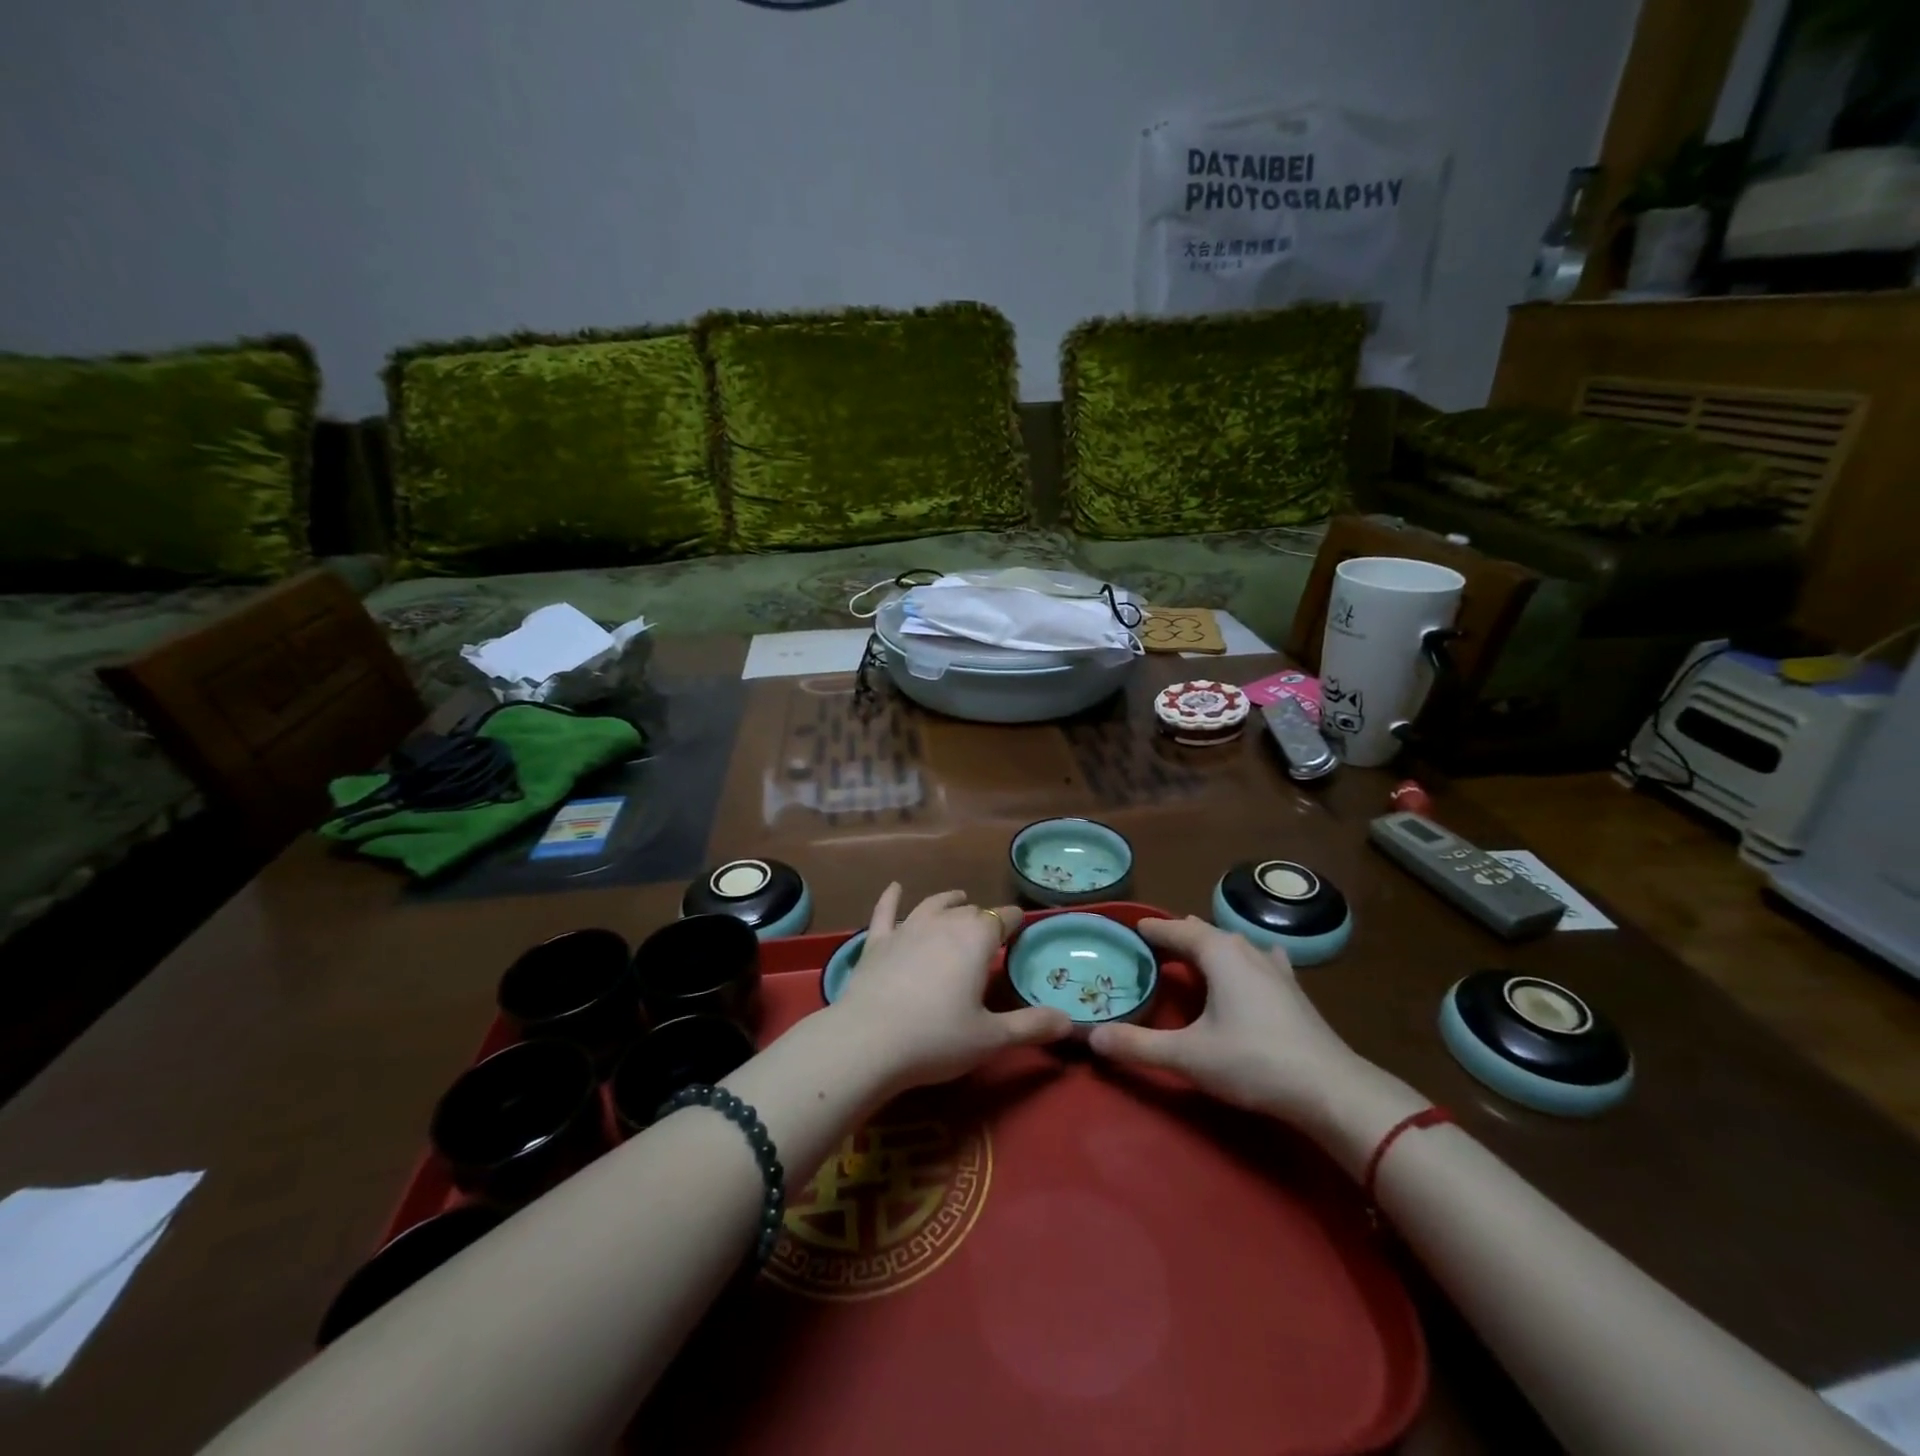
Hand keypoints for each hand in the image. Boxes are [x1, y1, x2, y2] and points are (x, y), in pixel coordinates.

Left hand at [828, 885, 1072, 1092]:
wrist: (868, 1041)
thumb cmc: (937, 1039)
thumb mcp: (992, 1038)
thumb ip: (1031, 1026)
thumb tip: (1070, 1022)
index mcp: (976, 939)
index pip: (1003, 919)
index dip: (1015, 921)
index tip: (1021, 928)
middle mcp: (943, 923)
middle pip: (969, 911)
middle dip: (982, 918)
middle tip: (990, 932)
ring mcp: (906, 929)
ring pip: (932, 905)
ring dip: (948, 901)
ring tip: (958, 899)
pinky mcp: (876, 942)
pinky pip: (885, 912)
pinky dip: (891, 898)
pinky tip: (894, 888)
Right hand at [1087, 916, 1379, 1133]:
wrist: (1330, 1089)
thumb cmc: (1252, 1061)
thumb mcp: (1187, 1055)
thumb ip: (1137, 1044)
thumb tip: (1090, 1036)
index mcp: (1218, 952)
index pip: (1174, 930)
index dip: (1150, 930)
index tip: (1128, 929)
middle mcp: (1245, 949)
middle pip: (1203, 932)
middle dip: (1176, 936)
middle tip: (1151, 949)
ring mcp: (1275, 967)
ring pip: (1232, 944)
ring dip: (1209, 947)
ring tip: (1191, 957)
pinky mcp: (1293, 988)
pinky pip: (1259, 959)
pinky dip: (1242, 960)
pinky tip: (1250, 968)